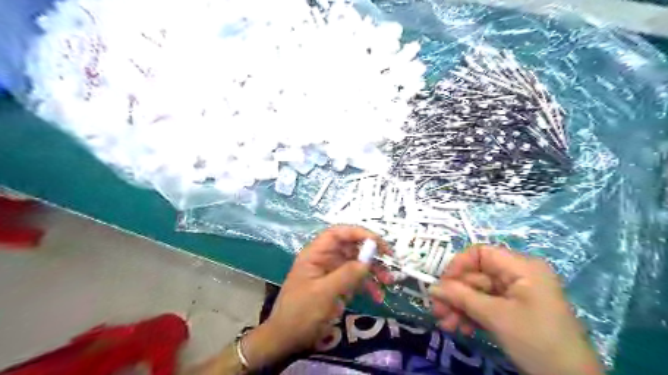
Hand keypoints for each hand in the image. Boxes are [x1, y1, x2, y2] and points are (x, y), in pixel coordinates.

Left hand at [240, 224, 391, 370]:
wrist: (287, 340)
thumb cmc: (301, 313)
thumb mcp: (324, 293)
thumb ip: (347, 274)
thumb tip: (368, 260)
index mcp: (316, 254)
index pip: (338, 233)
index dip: (358, 232)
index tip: (377, 243)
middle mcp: (324, 259)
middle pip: (351, 247)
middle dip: (371, 254)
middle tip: (390, 261)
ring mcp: (331, 272)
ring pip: (356, 263)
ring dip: (373, 271)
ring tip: (388, 282)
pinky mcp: (336, 286)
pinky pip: (355, 279)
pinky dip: (367, 285)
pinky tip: (377, 297)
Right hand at [427, 244, 606, 374]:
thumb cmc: (536, 340)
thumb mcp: (495, 316)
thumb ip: (461, 297)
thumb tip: (432, 287)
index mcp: (521, 267)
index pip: (481, 253)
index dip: (458, 265)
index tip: (442, 285)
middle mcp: (518, 275)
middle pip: (477, 275)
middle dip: (455, 294)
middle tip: (437, 311)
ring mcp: (516, 294)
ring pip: (478, 292)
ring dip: (460, 307)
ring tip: (446, 325)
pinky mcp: (514, 310)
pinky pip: (486, 305)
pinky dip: (472, 315)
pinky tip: (461, 329)